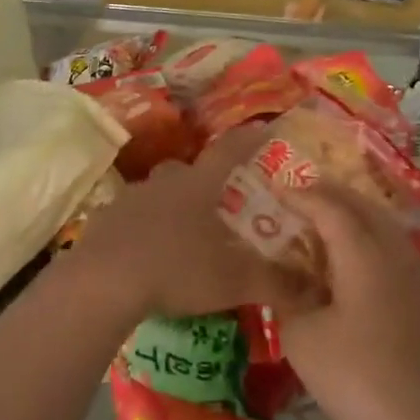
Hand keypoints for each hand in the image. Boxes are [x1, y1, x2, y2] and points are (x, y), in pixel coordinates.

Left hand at [72, 127, 307, 319]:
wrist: (103, 281)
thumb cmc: (176, 269)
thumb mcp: (233, 281)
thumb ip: (275, 283)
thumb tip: (316, 291)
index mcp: (199, 186)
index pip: (230, 151)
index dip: (248, 139)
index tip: (262, 129)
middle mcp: (165, 182)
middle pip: (186, 170)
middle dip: (201, 180)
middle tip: (215, 201)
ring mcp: (130, 199)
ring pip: (155, 192)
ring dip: (168, 205)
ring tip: (179, 234)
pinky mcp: (104, 221)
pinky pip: (128, 217)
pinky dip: (140, 229)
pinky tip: (144, 254)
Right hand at [275, 187, 419, 419]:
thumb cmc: (352, 375)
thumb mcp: (301, 334)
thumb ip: (287, 294)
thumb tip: (283, 275)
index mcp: (363, 252)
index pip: (329, 207)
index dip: (300, 194)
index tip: (273, 186)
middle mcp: (391, 252)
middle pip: (360, 206)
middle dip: (328, 194)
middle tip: (296, 193)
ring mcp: (410, 274)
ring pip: (380, 222)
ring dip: (350, 211)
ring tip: (321, 215)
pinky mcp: (416, 296)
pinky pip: (389, 244)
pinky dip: (366, 234)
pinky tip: (350, 252)